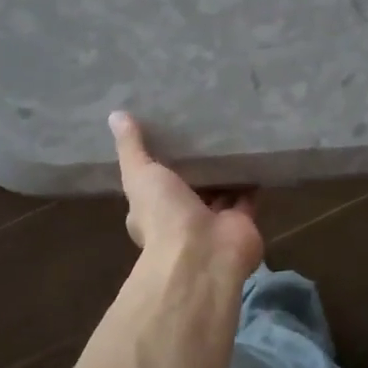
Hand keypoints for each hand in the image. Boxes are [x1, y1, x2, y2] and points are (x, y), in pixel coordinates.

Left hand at [109, 112, 263, 281]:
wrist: (204, 253)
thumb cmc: (164, 215)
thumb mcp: (140, 175)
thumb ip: (132, 148)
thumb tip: (114, 115)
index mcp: (153, 212)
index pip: (154, 186)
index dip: (159, 165)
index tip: (166, 137)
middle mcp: (182, 219)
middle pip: (190, 188)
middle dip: (196, 167)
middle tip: (203, 131)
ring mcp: (213, 222)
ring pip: (219, 192)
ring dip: (223, 171)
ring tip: (229, 136)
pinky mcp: (241, 222)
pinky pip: (247, 196)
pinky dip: (249, 179)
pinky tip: (253, 152)